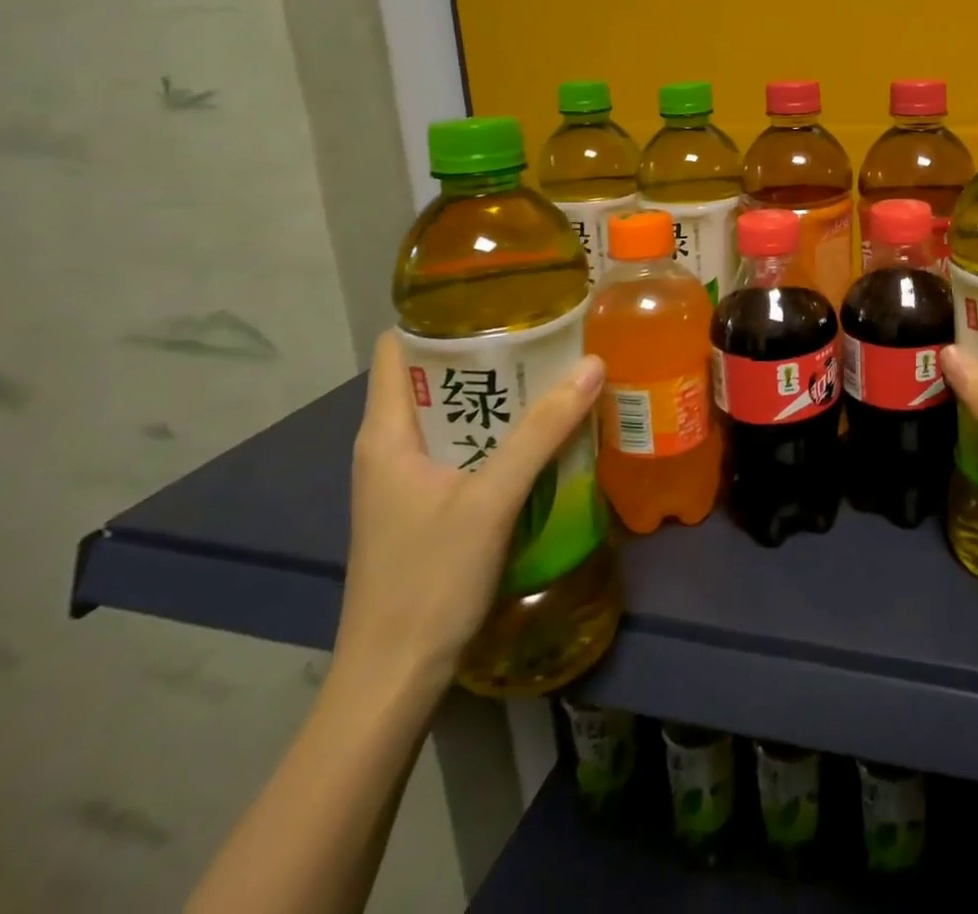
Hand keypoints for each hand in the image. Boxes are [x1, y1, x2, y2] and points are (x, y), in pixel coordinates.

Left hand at [333, 332, 605, 695]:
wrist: (393, 680)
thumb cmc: (428, 580)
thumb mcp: (491, 499)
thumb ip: (542, 432)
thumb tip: (592, 364)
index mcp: (386, 433)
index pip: (396, 348)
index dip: (439, 317)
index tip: (497, 298)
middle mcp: (389, 448)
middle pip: (433, 378)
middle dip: (486, 353)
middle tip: (545, 332)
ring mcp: (406, 480)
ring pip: (453, 416)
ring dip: (498, 396)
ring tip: (553, 372)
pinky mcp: (426, 507)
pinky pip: (464, 450)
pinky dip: (498, 433)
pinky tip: (542, 434)